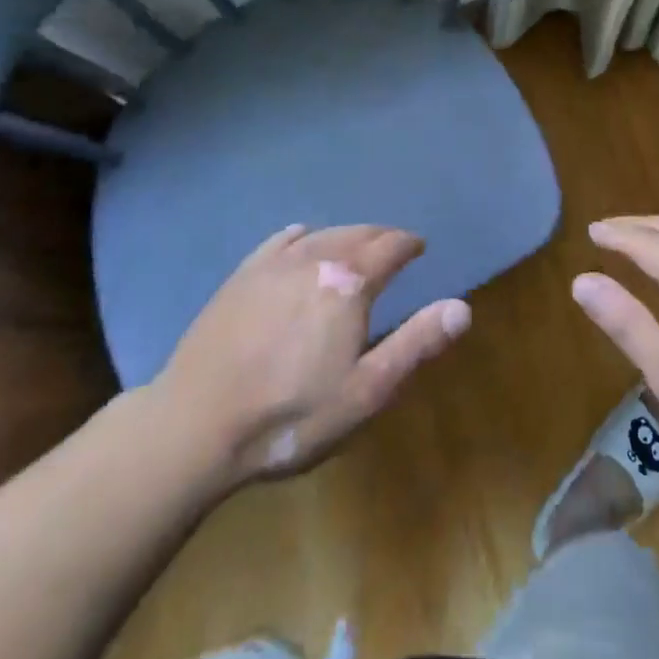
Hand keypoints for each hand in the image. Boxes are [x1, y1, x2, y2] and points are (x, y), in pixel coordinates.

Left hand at [154, 224, 471, 481]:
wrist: (195, 425)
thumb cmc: (290, 415)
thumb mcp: (366, 391)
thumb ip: (416, 344)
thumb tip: (462, 307)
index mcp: (349, 283)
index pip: (390, 246)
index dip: (409, 244)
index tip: (419, 247)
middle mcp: (315, 258)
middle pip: (357, 233)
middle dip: (381, 236)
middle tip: (393, 246)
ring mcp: (273, 264)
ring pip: (321, 234)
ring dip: (346, 235)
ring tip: (356, 245)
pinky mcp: (241, 276)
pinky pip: (280, 241)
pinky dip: (302, 236)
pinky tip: (301, 238)